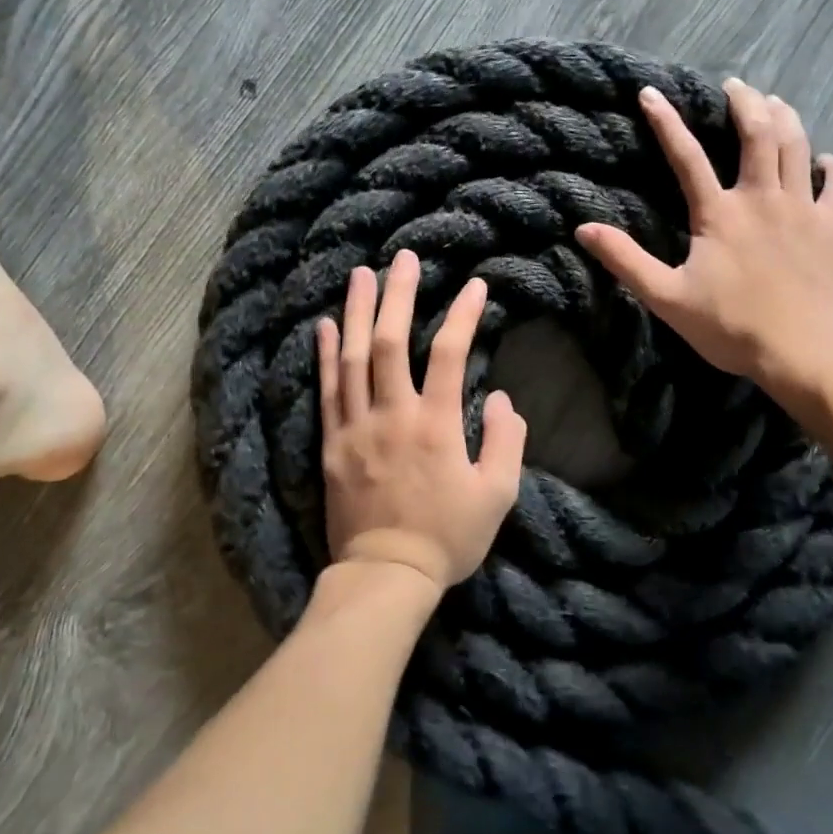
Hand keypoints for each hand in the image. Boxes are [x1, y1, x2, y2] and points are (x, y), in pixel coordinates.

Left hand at [316, 250, 526, 592]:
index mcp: (437, 425)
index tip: (475, 286)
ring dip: (359, 311)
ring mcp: (356, 426)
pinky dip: (325, 353)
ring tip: (361, 274)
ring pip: (354, 357)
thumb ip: (507, 442)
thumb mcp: (497, 496)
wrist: (385, 575)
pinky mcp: (332, 442)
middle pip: (393, 342)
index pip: (452, 353)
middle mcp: (393, 414)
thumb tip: (502, 398)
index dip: (464, 314)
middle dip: (400, 295)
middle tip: (404, 258)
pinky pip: (327, 389)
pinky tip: (326, 323)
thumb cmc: (448, 537)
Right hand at [575, 79, 832, 400]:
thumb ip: (626, 260)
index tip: (651, 93)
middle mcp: (761, 198)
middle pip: (758, 134)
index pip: (686, 157)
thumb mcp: (667, 298)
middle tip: (735, 85)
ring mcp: (803, 209)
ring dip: (786, 118)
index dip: (666, 122)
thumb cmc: (732, 327)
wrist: (807, 352)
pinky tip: (826, 160)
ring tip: (775, 102)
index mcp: (719, 213)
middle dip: (745, 102)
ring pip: (797, 146)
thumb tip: (583, 228)